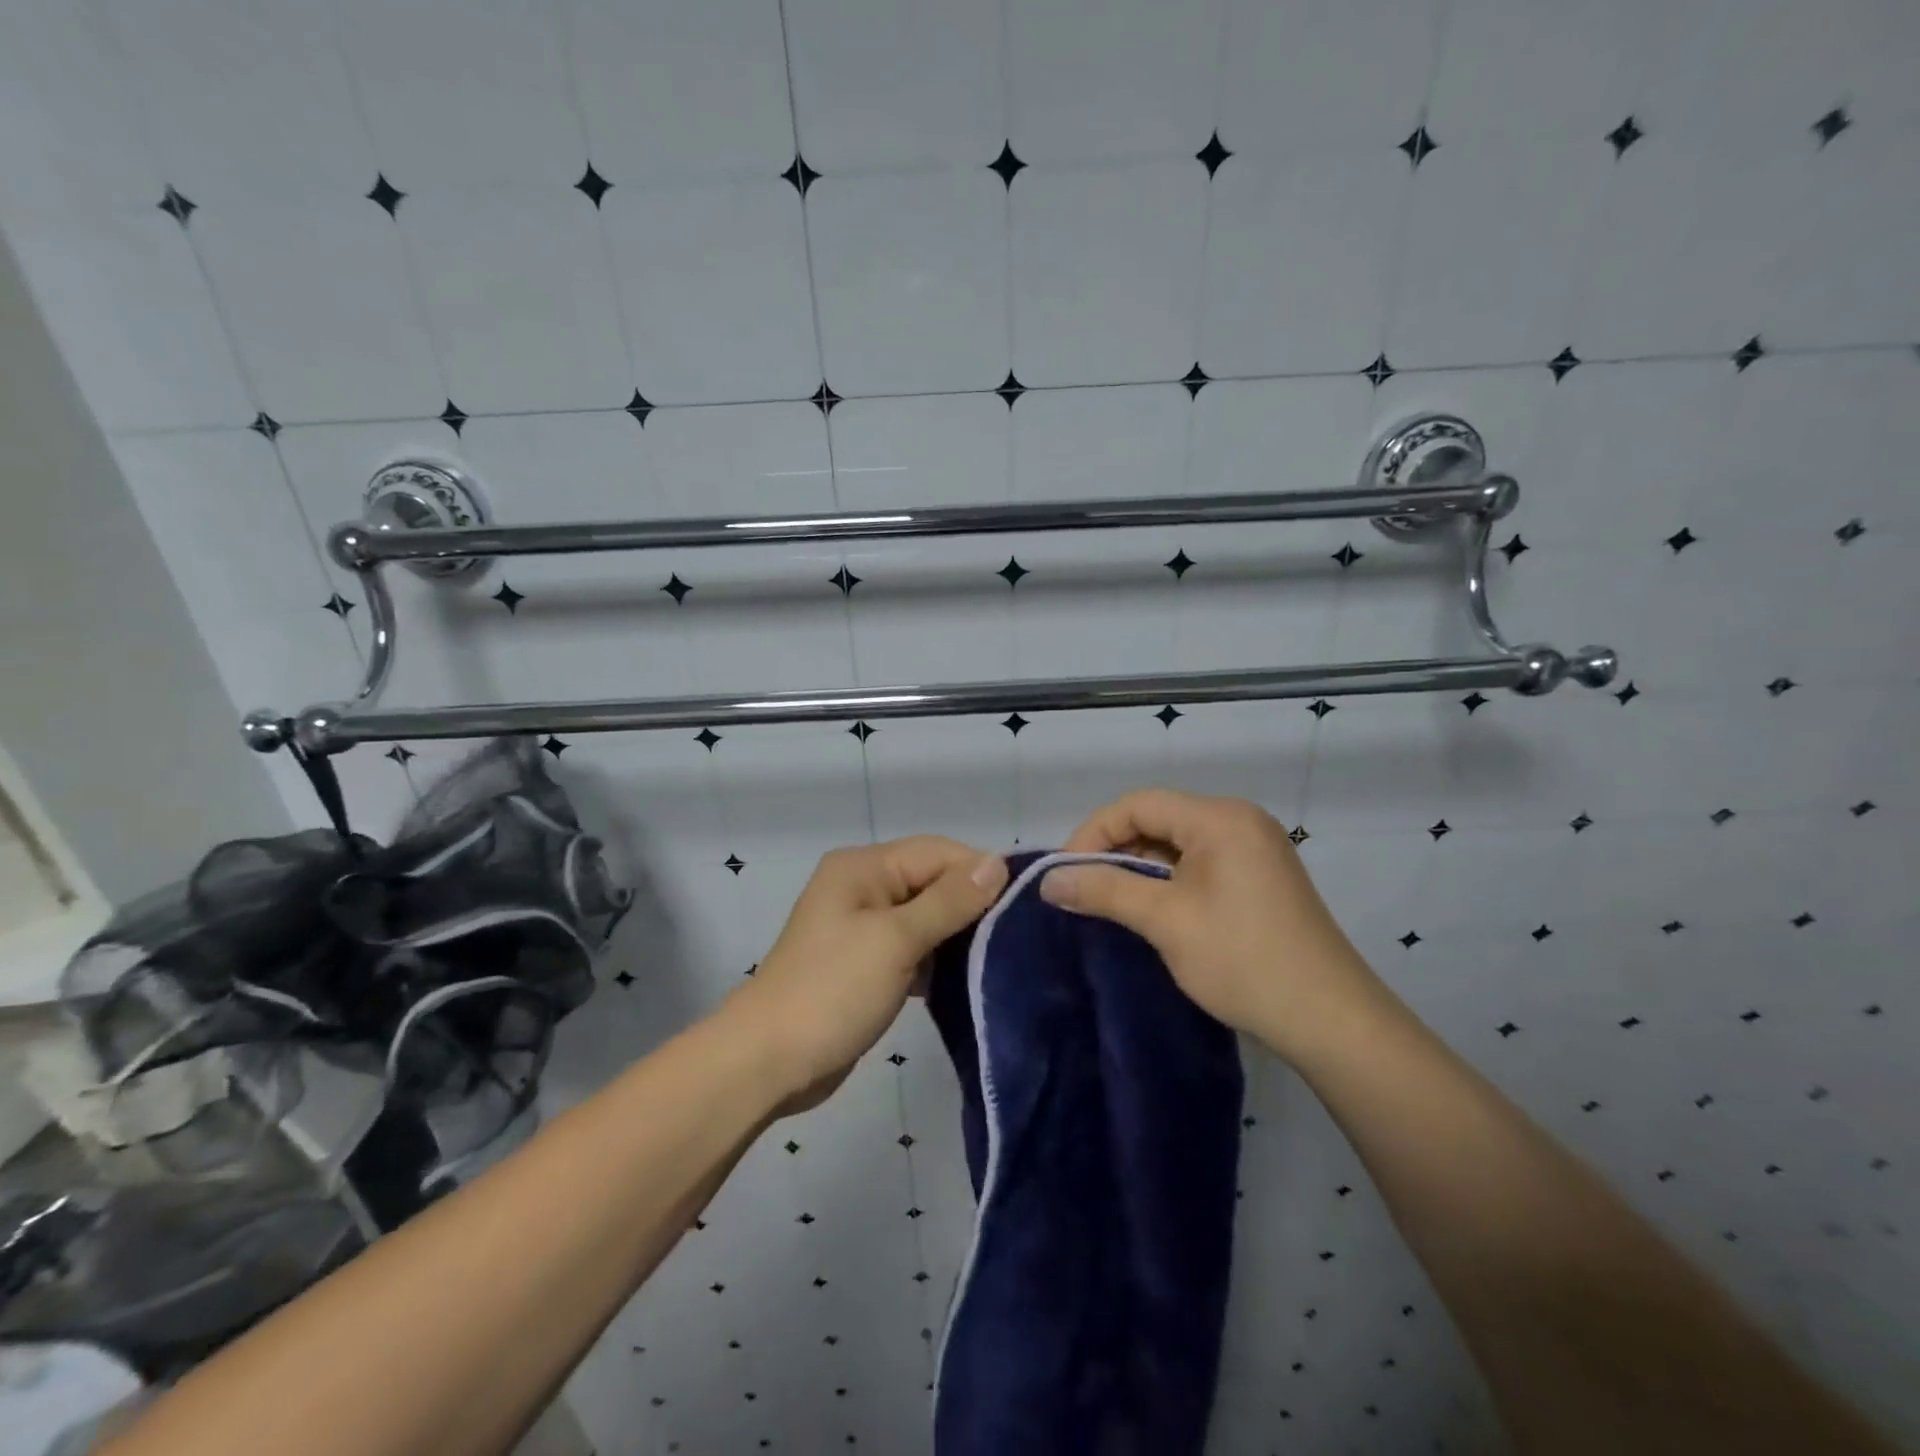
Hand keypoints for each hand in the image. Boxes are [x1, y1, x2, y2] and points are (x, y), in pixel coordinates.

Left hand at [727, 837, 1006, 1112]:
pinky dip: (938, 959)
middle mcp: (864, 887)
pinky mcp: (867, 963)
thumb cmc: (832, 990)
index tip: (1023, 904)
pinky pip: (914, 947)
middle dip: (972, 904)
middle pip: (933, 881)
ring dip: (958, 934)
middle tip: (1017, 935)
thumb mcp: (895, 940)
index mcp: (864, 867)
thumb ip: (948, 901)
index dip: (980, 872)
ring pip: (926, 916)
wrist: (768, 1062)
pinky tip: (967, 979)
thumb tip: (997, 863)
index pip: (938, 852)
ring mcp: (864, 927)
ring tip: (1001, 956)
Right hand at [1043, 788, 1384, 1061]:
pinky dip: (1167, 880)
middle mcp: (1239, 821)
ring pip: (1176, 843)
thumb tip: (1049, 881)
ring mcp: (1254, 849)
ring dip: (1139, 867)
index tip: (1065, 873)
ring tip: (1108, 901)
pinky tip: (1149, 908)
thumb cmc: (1243, 960)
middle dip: (1114, 850)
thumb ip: (1104, 890)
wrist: (1330, 1020)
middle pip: (1158, 819)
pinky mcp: (1259, 877)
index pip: (1138, 804)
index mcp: (1220, 817)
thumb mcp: (1165, 921)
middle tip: (1082, 889)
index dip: (1093, 833)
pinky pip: (1198, 863)